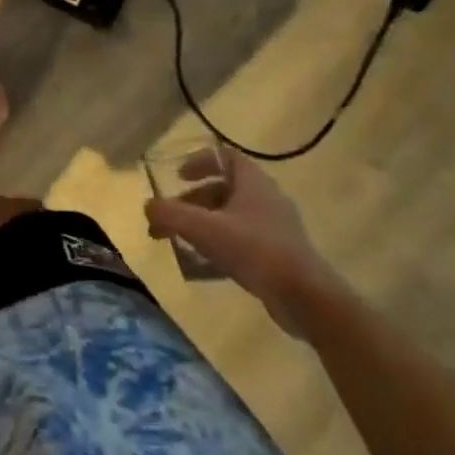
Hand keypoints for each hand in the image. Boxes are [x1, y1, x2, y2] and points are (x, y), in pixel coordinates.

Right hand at [144, 146, 343, 335]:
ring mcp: (274, 229)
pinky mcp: (278, 256)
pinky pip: (241, 243)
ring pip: (230, 218)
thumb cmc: (254, 250)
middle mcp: (266, 199)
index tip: (179, 176)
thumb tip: (148, 207)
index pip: (226, 156)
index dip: (200, 161)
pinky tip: (201, 267)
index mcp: (253, 182)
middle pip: (222, 190)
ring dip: (202, 226)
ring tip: (179, 244)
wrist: (306, 298)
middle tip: (169, 218)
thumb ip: (170, 214)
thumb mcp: (203, 229)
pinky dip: (218, 248)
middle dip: (191, 202)